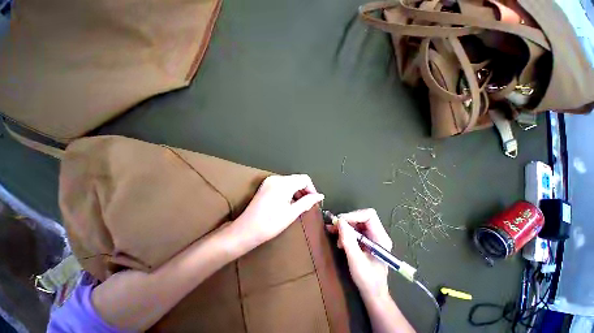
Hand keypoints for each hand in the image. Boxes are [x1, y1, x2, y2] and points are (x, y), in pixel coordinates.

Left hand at [233, 174, 324, 248]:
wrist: (247, 230)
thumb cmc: (270, 223)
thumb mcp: (292, 213)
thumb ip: (307, 201)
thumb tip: (320, 196)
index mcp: (283, 184)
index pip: (304, 179)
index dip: (312, 189)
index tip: (314, 200)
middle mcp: (276, 178)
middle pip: (297, 179)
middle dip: (305, 190)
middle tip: (307, 204)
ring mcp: (270, 181)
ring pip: (290, 181)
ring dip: (297, 190)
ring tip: (299, 205)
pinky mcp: (266, 185)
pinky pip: (282, 184)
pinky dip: (289, 190)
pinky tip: (289, 202)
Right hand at [327, 209, 391, 299]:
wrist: (372, 293)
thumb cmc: (367, 280)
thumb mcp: (356, 261)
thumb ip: (348, 240)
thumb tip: (340, 221)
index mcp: (380, 237)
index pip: (369, 215)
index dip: (354, 215)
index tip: (340, 221)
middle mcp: (377, 234)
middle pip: (361, 217)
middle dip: (347, 220)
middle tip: (334, 226)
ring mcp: (371, 236)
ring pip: (356, 222)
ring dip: (344, 226)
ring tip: (334, 233)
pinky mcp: (365, 240)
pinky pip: (354, 229)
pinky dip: (344, 231)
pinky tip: (338, 240)